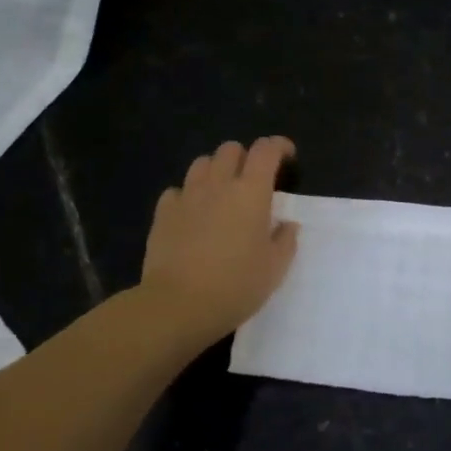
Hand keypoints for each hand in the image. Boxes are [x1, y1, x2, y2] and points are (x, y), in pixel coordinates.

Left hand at [139, 136, 298, 345]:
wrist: (179, 304)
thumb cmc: (236, 286)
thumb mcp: (274, 268)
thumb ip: (285, 240)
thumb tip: (286, 224)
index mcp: (251, 192)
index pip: (266, 151)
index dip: (278, 146)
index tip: (287, 156)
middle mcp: (218, 185)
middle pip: (230, 150)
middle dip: (245, 157)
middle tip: (253, 181)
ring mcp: (187, 196)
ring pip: (202, 163)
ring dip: (216, 171)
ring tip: (222, 193)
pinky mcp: (163, 213)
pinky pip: (177, 190)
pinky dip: (188, 195)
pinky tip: (193, 214)